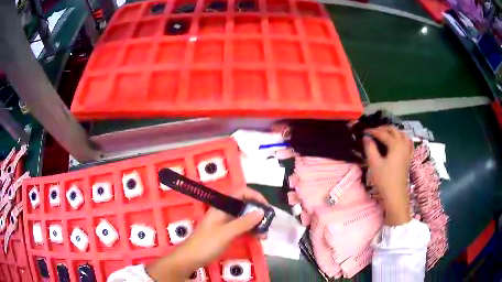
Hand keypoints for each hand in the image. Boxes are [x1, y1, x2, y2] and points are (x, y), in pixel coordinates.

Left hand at [146, 188, 267, 280]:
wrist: (190, 258)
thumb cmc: (206, 243)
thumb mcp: (226, 233)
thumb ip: (244, 222)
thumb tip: (261, 211)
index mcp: (221, 207)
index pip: (240, 193)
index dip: (254, 195)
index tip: (266, 206)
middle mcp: (224, 212)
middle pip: (244, 206)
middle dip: (257, 213)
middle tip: (268, 223)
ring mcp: (225, 223)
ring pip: (244, 218)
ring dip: (256, 224)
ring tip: (265, 235)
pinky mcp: (226, 233)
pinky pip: (241, 228)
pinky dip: (250, 232)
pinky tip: (257, 239)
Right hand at [363, 126, 413, 225]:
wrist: (395, 195)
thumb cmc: (385, 179)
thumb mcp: (374, 163)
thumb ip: (370, 148)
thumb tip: (366, 138)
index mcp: (395, 144)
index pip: (383, 134)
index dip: (373, 131)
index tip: (364, 132)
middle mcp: (403, 144)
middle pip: (394, 131)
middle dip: (384, 128)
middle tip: (374, 132)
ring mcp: (407, 151)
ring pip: (402, 134)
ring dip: (393, 132)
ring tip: (385, 134)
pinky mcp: (409, 158)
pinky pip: (408, 143)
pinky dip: (403, 138)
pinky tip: (400, 141)